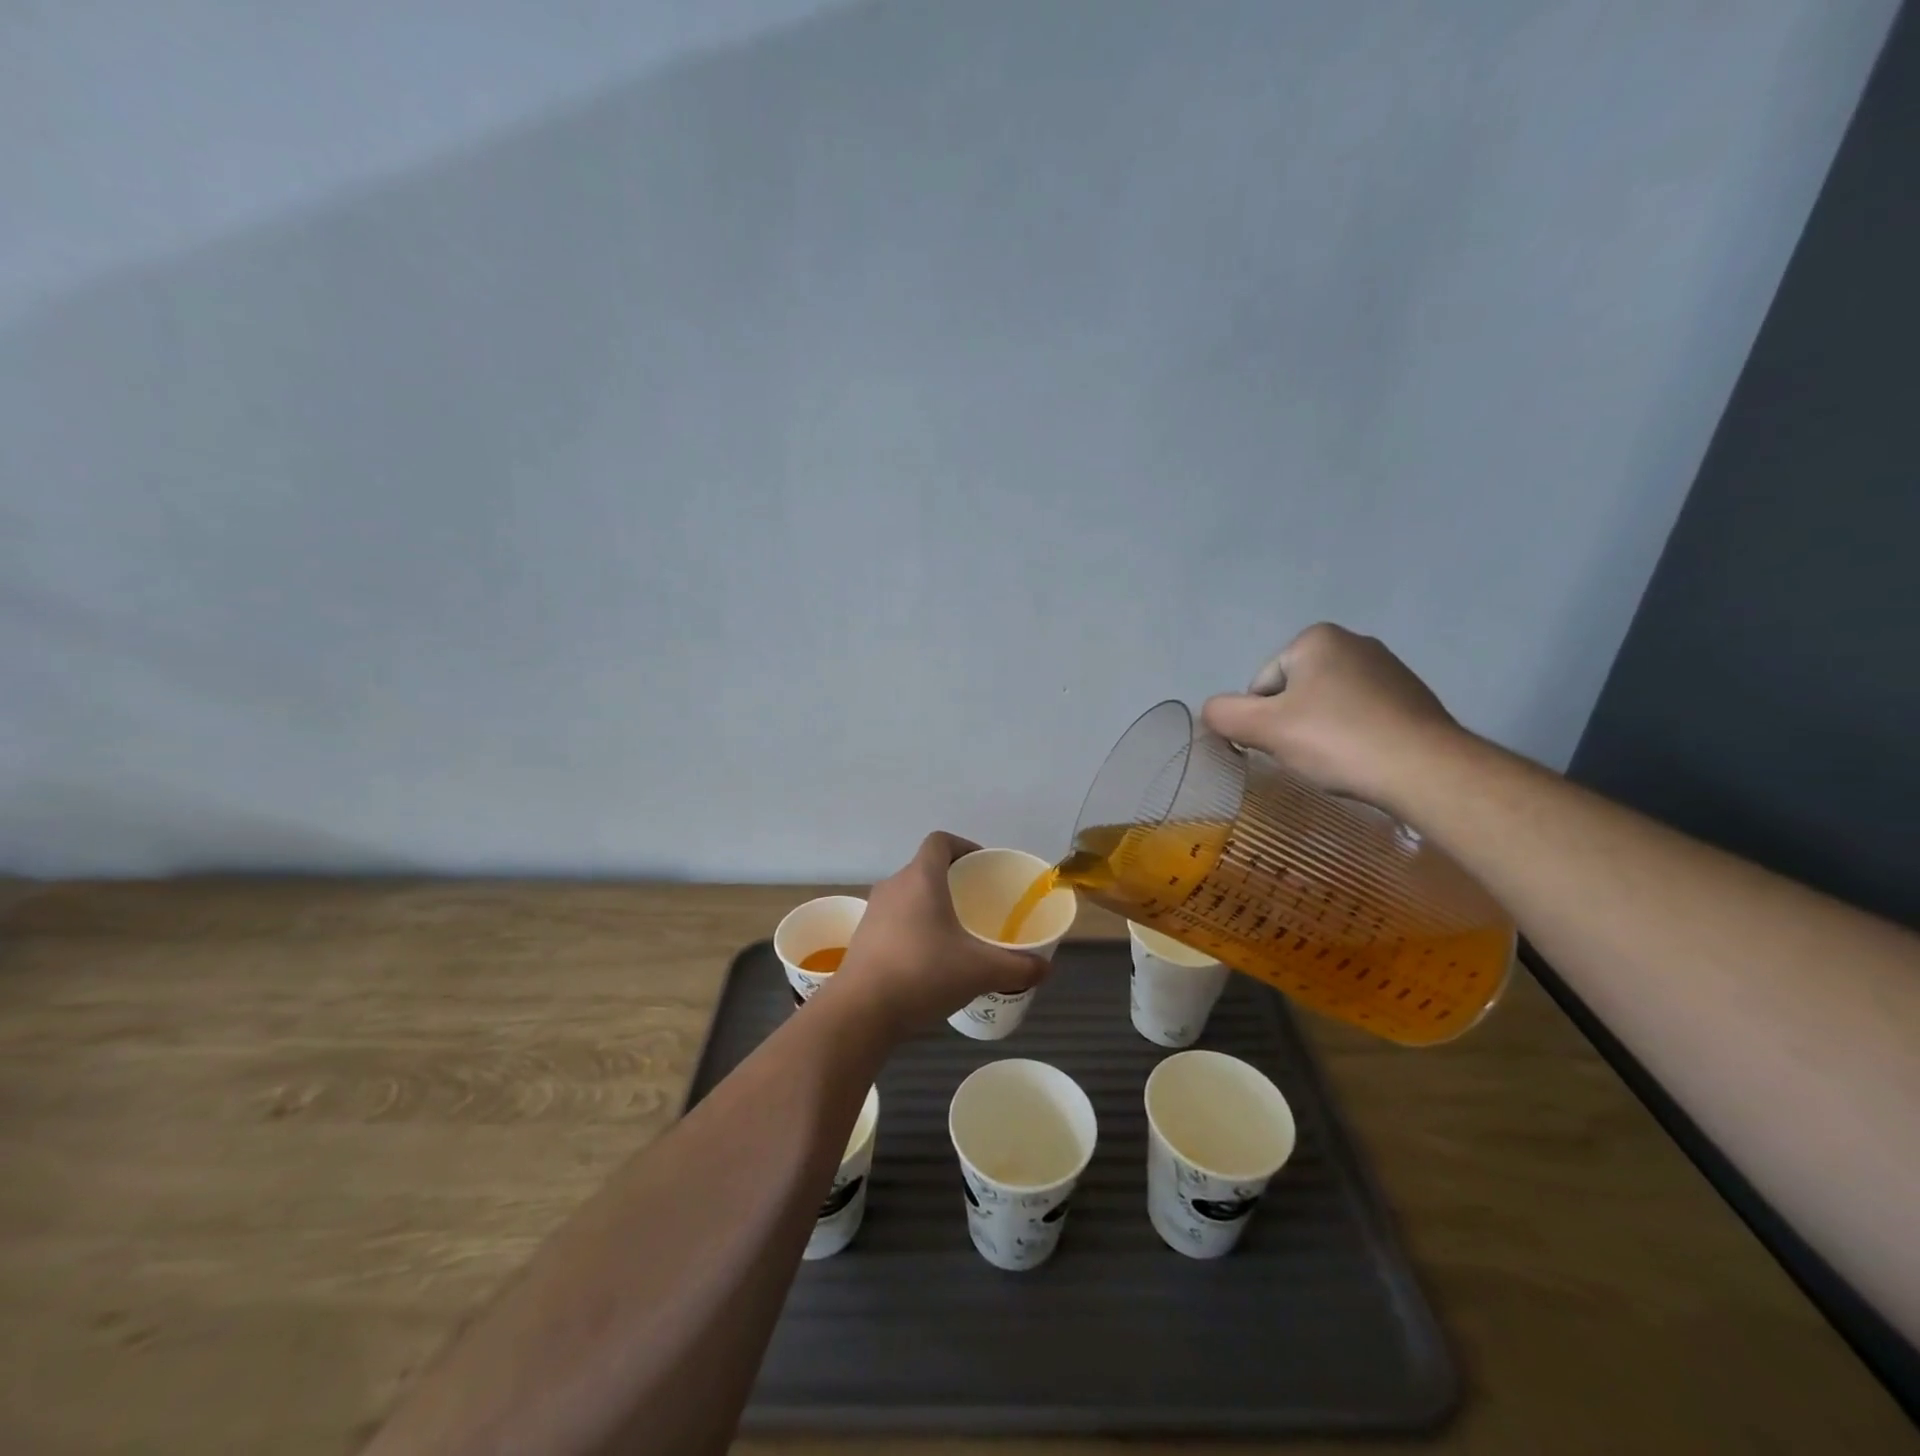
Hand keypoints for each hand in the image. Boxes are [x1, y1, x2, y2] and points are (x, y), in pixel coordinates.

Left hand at [821, 833, 1049, 1038]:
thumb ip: (1017, 967)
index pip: (940, 841)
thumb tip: (1044, 969)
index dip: (964, 846)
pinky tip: (930, 960)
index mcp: (921, 878)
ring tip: (957, 934)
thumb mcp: (980, 971)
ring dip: (931, 906)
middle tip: (978, 904)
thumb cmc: (923, 974)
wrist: (861, 1011)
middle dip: (953, 881)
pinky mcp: (863, 937)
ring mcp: (874, 912)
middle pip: (925, 869)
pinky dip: (914, 928)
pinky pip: (895, 920)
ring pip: (909, 896)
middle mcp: (894, 886)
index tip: (983, 867)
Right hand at [1200, 623, 1463, 812]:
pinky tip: (1363, 760)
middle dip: (1293, 724)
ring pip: (1328, 707)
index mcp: (1316, 639)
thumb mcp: (1264, 728)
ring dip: (1323, 732)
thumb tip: (1212, 711)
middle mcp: (1355, 642)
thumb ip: (1224, 714)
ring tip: (1337, 761)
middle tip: (1307, 755)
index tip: (1282, 745)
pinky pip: (1362, 717)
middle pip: (1295, 693)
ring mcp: (1390, 669)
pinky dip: (1354, 737)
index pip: (1262, 685)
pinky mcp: (1414, 698)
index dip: (1262, 720)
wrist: (1425, 769)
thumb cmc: (1337, 739)